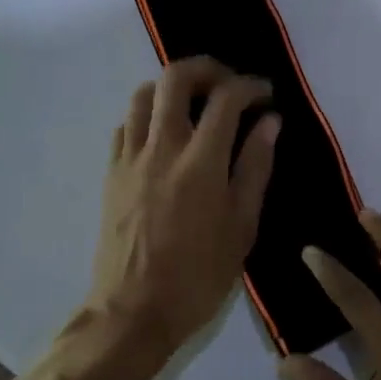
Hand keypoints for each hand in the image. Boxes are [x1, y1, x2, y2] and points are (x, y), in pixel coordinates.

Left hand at [85, 57, 280, 360]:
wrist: (133, 311)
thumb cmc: (199, 276)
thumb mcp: (242, 227)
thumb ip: (255, 167)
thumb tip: (269, 122)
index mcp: (200, 162)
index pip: (225, 98)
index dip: (250, 86)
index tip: (265, 94)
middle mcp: (161, 147)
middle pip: (175, 77)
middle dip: (207, 68)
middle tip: (229, 85)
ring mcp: (130, 157)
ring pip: (143, 94)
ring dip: (172, 87)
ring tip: (195, 105)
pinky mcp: (111, 173)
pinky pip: (126, 124)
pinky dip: (148, 115)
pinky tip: (164, 135)